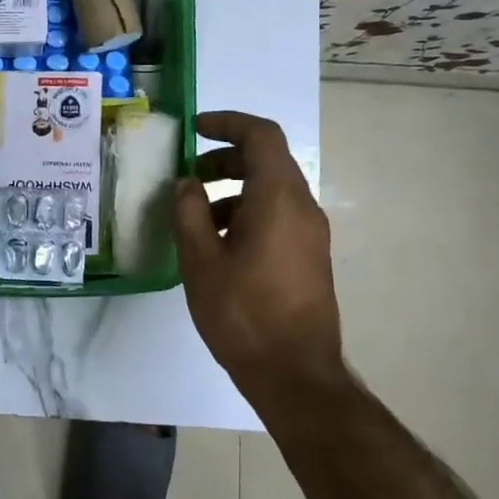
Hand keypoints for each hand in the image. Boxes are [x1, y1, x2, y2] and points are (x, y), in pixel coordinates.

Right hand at [172, 111, 345, 391]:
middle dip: (224, 158)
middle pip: (267, 160)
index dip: (227, 123)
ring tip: (195, 215)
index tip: (195, 129)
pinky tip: (218, 244)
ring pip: (271, 189)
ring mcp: (311, 233)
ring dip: (233, 188)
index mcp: (279, 199)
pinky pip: (278, 215)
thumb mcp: (201, 261)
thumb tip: (187, 183)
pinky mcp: (309, 256)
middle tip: (188, 175)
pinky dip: (247, 211)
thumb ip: (189, 212)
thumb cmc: (244, 314)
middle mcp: (302, 207)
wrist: (296, 375)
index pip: (261, 135)